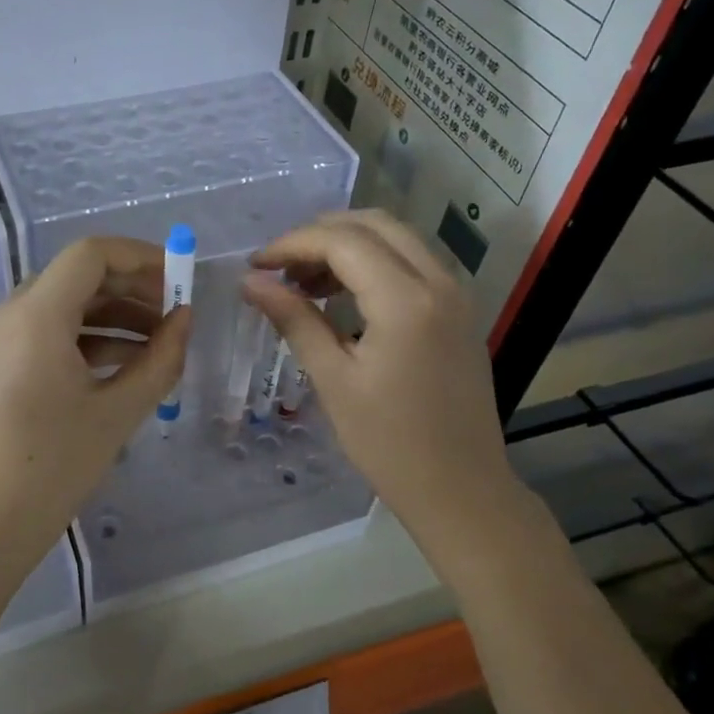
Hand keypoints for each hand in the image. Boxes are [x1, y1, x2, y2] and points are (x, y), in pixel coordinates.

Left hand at [0, 237, 190, 593]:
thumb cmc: (51, 468)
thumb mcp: (117, 413)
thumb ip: (159, 359)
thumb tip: (184, 320)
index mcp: (35, 316)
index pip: (90, 255)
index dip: (140, 257)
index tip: (180, 281)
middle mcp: (7, 317)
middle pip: (75, 278)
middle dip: (130, 289)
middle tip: (175, 315)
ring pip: (60, 308)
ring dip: (111, 317)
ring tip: (158, 346)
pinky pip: (43, 336)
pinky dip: (84, 341)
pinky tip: (120, 369)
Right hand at [242, 210, 518, 544]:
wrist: (462, 489)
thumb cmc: (390, 444)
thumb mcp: (333, 380)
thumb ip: (294, 319)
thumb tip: (251, 281)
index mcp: (406, 301)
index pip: (342, 241)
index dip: (292, 244)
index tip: (256, 266)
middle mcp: (439, 282)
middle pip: (374, 224)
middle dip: (320, 234)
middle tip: (280, 267)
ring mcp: (456, 295)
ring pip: (397, 238)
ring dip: (348, 246)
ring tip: (305, 283)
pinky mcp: (459, 311)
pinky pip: (413, 263)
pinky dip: (374, 263)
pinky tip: (343, 297)